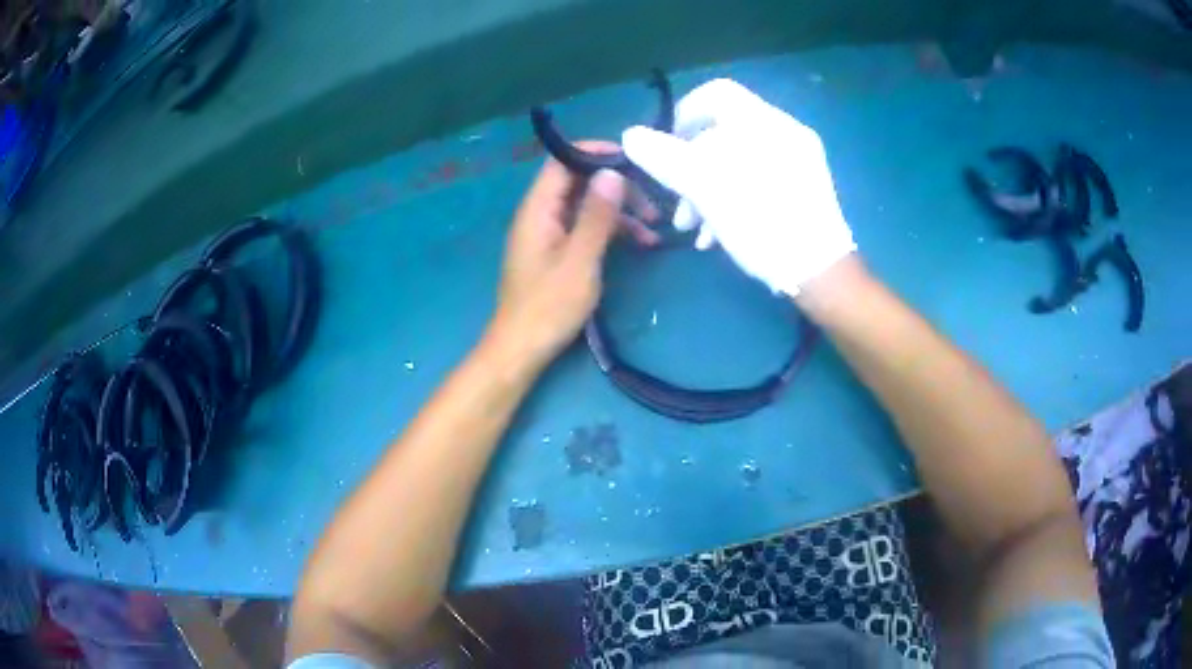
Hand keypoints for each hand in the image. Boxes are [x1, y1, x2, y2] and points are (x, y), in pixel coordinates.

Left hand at [490, 144, 657, 367]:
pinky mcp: (557, 252)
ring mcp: (548, 233)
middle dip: (617, 187)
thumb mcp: (580, 260)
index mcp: (538, 210)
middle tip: (652, 203)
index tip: (632, 158)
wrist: (522, 349)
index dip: (595, 153)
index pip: (562, 162)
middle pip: (579, 183)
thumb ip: (596, 215)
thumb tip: (612, 173)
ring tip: (654, 229)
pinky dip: (611, 232)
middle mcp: (540, 214)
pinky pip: (585, 228)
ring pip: (586, 207)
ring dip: (620, 213)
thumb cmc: (548, 307)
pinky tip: (640, 245)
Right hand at [621, 78, 855, 296]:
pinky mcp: (806, 187)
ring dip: (710, 188)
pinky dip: (736, 196)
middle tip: (679, 203)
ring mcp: (799, 160)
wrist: (820, 270)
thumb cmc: (760, 221)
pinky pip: (761, 178)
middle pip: (725, 132)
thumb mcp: (704, 187)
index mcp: (764, 121)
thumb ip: (664, 157)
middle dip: (693, 166)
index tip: (668, 147)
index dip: (684, 113)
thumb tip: (631, 135)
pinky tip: (720, 232)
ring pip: (740, 160)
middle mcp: (784, 132)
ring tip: (696, 228)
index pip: (716, 93)